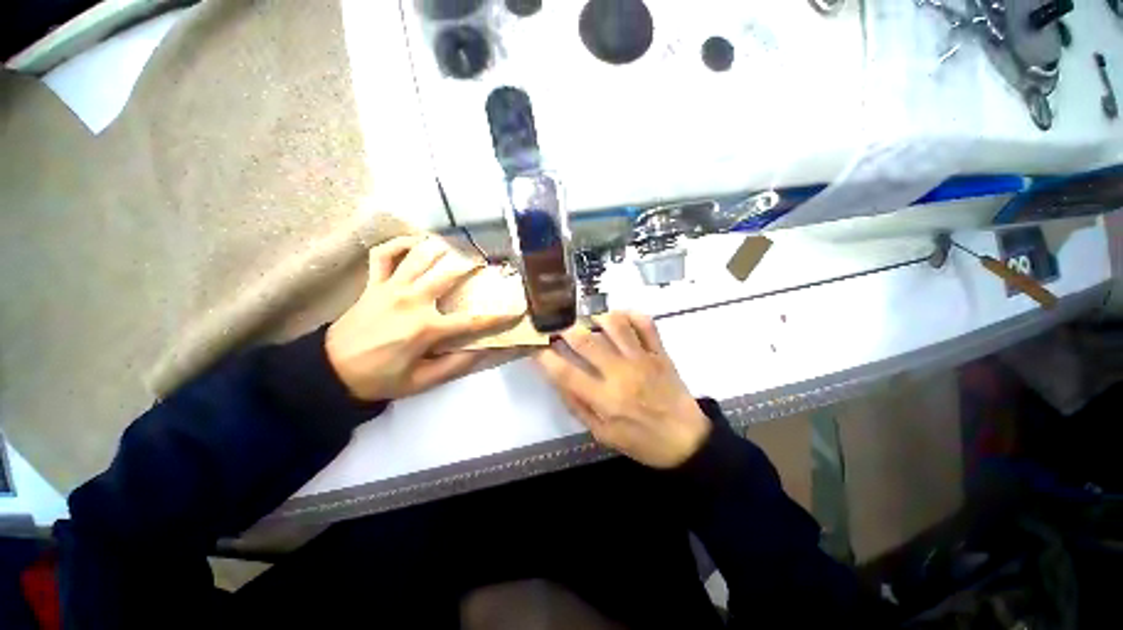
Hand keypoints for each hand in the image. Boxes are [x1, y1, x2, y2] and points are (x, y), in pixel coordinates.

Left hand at [326, 235, 519, 401]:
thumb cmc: (379, 378)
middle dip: (472, 266)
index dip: (498, 317)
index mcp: (426, 328)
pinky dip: (399, 244)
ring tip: (457, 247)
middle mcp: (412, 301)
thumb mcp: (421, 381)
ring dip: (442, 248)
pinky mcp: (373, 284)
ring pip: (420, 256)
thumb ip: (455, 365)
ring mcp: (391, 288)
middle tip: (486, 264)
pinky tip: (415, 242)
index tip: (517, 311)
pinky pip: (384, 254)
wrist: (330, 372)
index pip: (472, 321)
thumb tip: (485, 351)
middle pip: (449, 274)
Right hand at [533, 311, 710, 468]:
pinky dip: (630, 314)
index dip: (545, 357)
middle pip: (586, 340)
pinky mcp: (660, 352)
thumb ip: (578, 407)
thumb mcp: (603, 435)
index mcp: (605, 400)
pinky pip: (645, 323)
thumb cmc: (641, 441)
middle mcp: (621, 374)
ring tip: (589, 322)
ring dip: (596, 318)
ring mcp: (643, 359)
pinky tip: (620, 318)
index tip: (536, 347)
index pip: (565, 373)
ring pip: (615, 324)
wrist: (686, 440)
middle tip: (558, 328)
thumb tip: (557, 380)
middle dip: (565, 330)